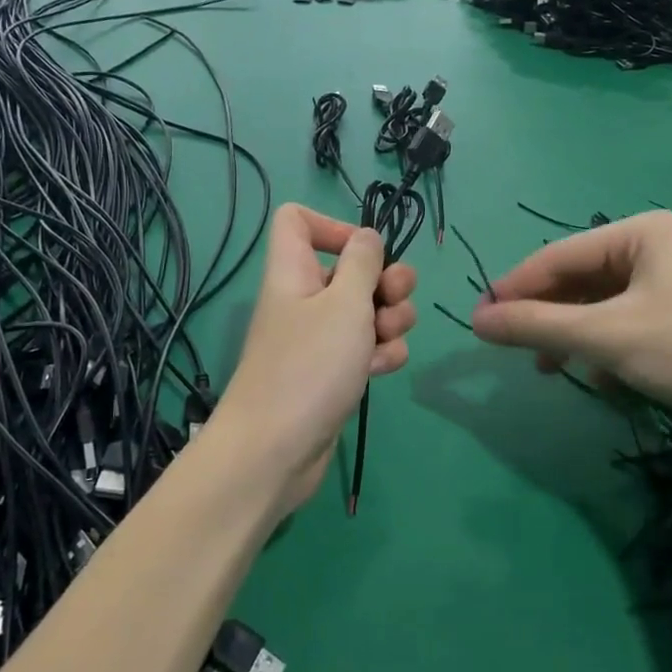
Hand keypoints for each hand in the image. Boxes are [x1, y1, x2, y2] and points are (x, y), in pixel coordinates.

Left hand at [215, 204, 417, 507]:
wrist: (275, 451)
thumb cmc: (309, 366)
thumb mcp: (345, 303)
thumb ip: (363, 263)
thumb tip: (367, 236)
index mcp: (294, 270)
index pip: (297, 220)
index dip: (332, 224)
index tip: (364, 251)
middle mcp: (304, 299)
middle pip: (349, 268)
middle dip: (384, 280)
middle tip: (395, 298)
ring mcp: (318, 339)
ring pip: (365, 310)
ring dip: (390, 319)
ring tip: (388, 338)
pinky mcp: (332, 373)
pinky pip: (364, 348)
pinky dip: (379, 354)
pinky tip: (381, 369)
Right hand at [469, 210, 671, 460]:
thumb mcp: (606, 335)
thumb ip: (536, 325)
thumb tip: (476, 320)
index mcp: (642, 231)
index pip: (560, 254)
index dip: (516, 287)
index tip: (480, 317)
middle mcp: (661, 245)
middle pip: (583, 279)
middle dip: (549, 316)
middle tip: (516, 348)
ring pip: (605, 304)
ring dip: (576, 336)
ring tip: (553, 368)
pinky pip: (631, 322)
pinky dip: (609, 346)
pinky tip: (604, 377)